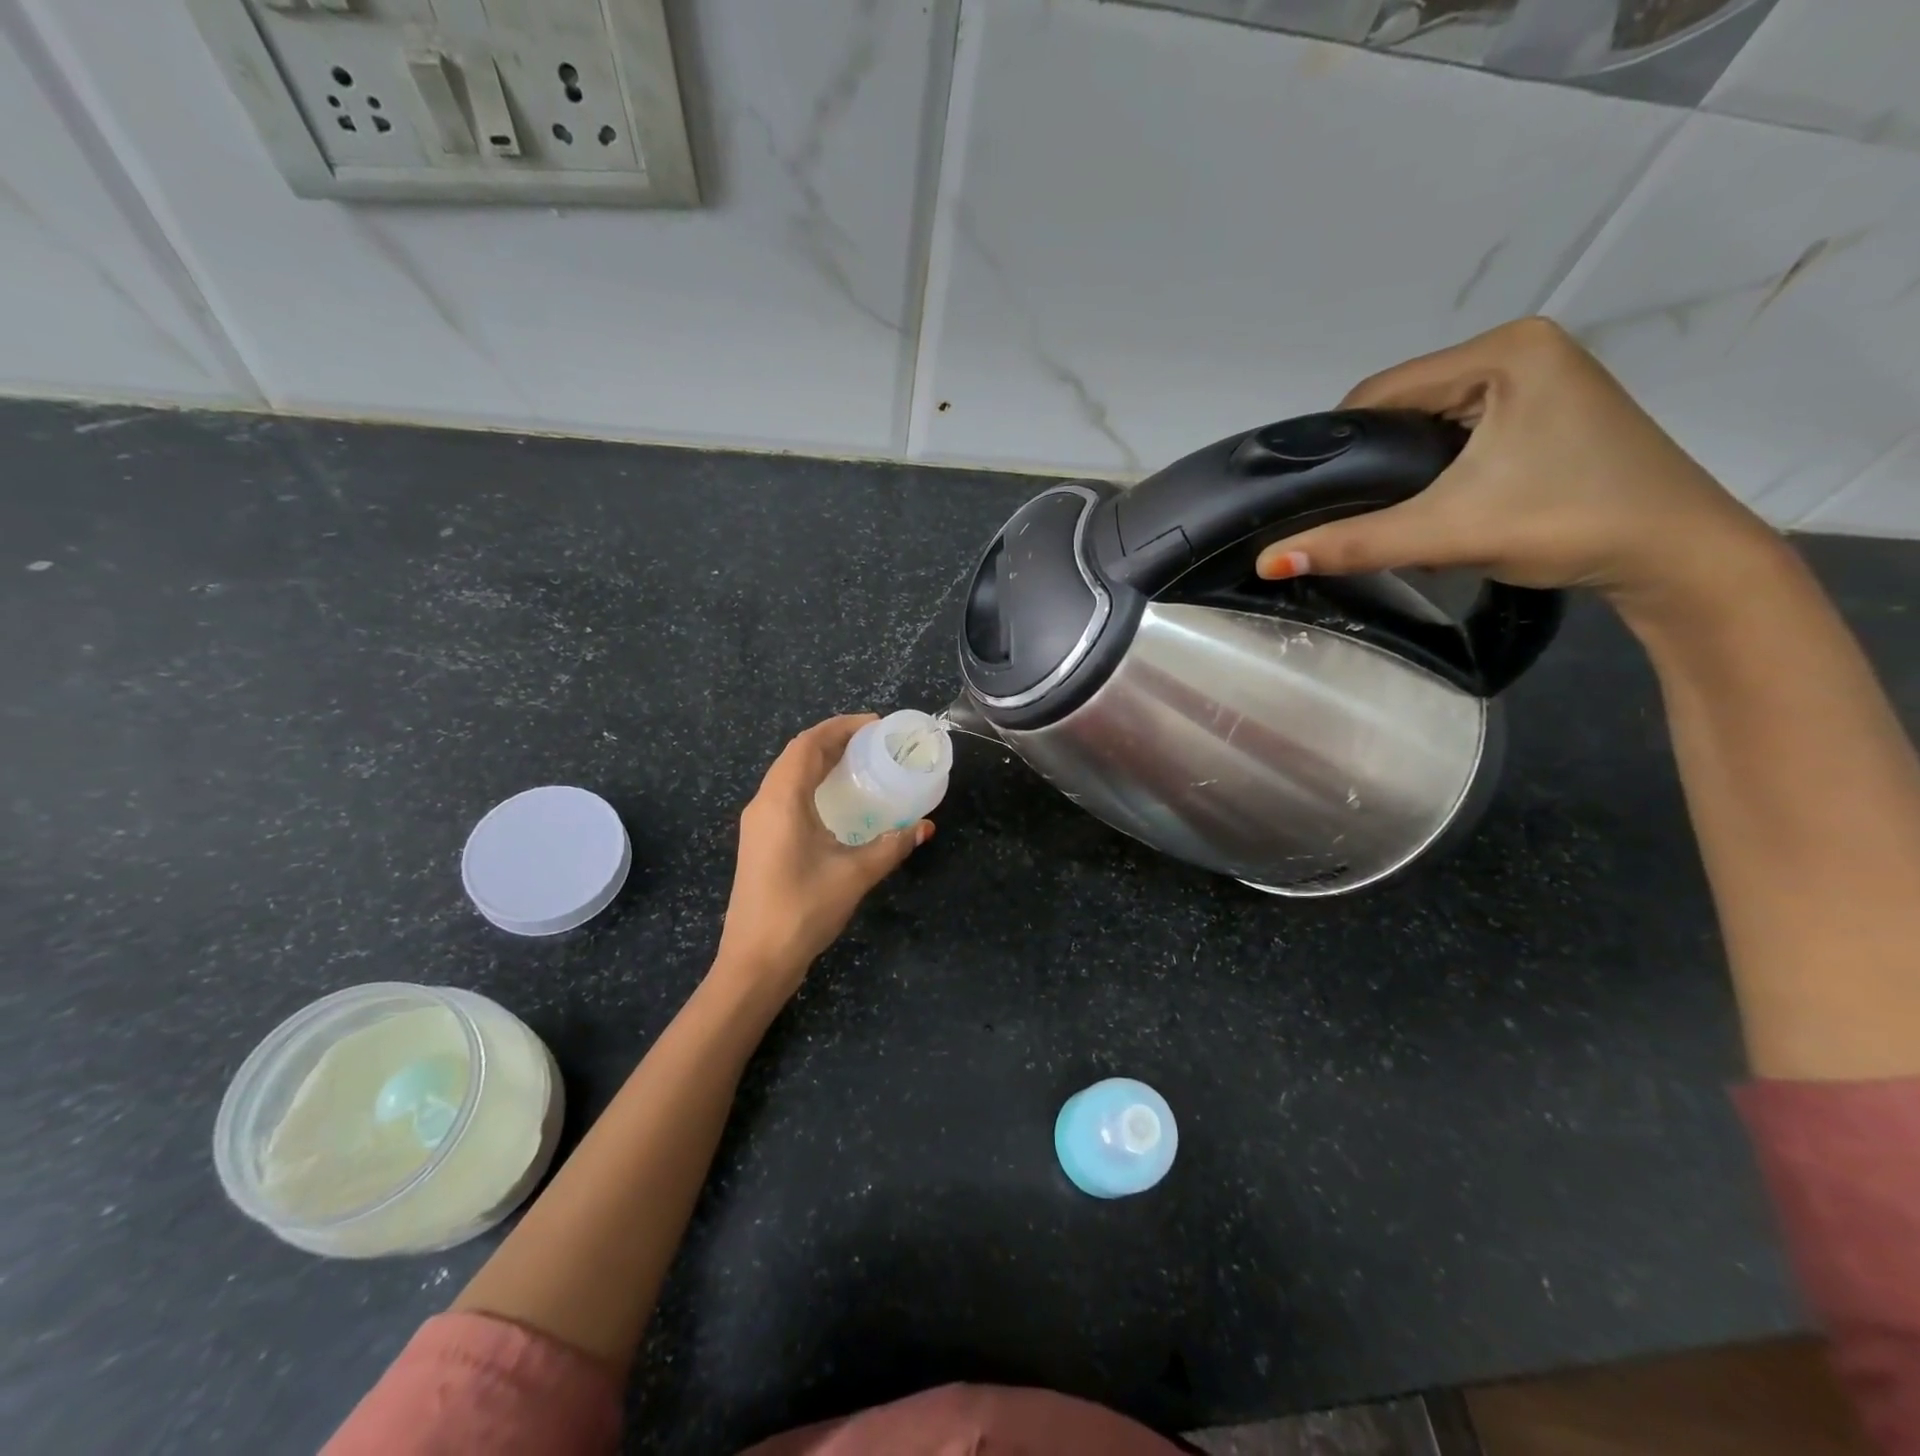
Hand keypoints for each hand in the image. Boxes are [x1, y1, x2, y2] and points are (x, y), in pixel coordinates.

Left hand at [713, 715, 933, 998]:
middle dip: (834, 740)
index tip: (876, 725)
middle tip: (874, 742)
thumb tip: (925, 826)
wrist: (755, 960)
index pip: (808, 744)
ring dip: (820, 761)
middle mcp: (763, 803)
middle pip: (797, 754)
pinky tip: (837, 801)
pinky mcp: (759, 841)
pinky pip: (785, 795)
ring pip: (788, 774)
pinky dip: (811, 783)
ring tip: (859, 763)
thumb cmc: (802, 910)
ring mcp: (757, 823)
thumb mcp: (855, 875)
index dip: (841, 727)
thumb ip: (892, 845)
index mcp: (781, 800)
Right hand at [1254, 318, 1783, 617]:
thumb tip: (1266, 562)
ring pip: (1430, 421)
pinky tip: (1435, 504)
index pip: (1382, 392)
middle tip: (1351, 516)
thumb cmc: (1568, 523)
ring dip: (1402, 469)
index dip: (1338, 446)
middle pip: (1405, 406)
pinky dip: (1436, 468)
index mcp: (1503, 351)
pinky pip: (1462, 430)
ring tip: (1391, 516)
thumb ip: (1353, 544)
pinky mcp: (1547, 408)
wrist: (1677, 556)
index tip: (1311, 497)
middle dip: (1374, 462)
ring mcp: (1540, 376)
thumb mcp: (1447, 532)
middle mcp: (1520, 348)